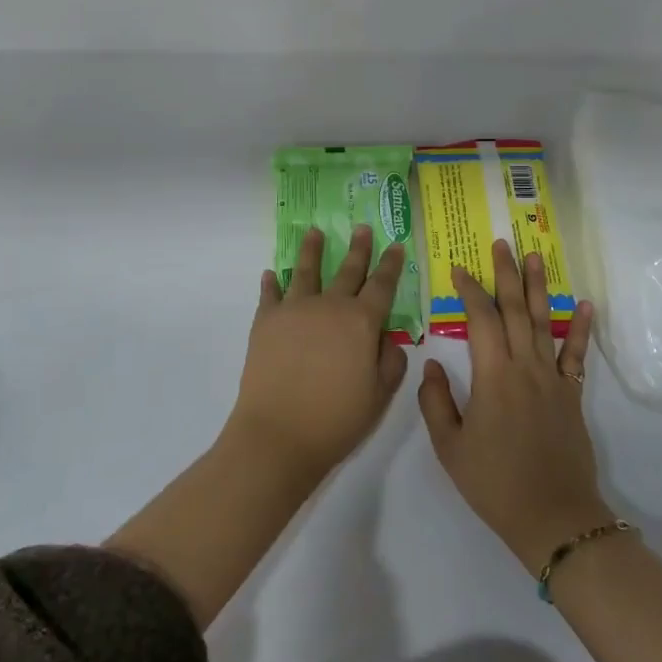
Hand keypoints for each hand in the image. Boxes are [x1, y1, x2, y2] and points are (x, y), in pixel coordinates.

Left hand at [232, 226, 409, 479]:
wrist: (278, 434)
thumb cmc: (336, 419)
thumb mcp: (379, 395)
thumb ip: (390, 362)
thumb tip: (387, 339)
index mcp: (362, 322)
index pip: (382, 285)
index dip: (391, 265)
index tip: (396, 245)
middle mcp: (330, 306)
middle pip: (347, 270)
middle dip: (357, 248)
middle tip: (360, 227)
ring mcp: (294, 310)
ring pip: (306, 271)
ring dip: (311, 250)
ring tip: (314, 232)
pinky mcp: (265, 322)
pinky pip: (270, 294)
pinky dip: (271, 283)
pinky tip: (271, 274)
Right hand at [417, 239, 606, 571]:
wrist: (553, 517)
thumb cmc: (494, 484)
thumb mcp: (450, 448)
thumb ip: (436, 402)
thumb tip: (432, 365)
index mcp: (493, 377)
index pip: (481, 320)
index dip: (469, 291)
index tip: (459, 269)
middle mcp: (525, 368)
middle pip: (516, 310)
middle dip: (506, 274)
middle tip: (502, 243)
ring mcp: (553, 379)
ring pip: (545, 322)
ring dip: (539, 287)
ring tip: (535, 256)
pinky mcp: (572, 395)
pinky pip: (576, 355)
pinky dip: (580, 328)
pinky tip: (583, 304)